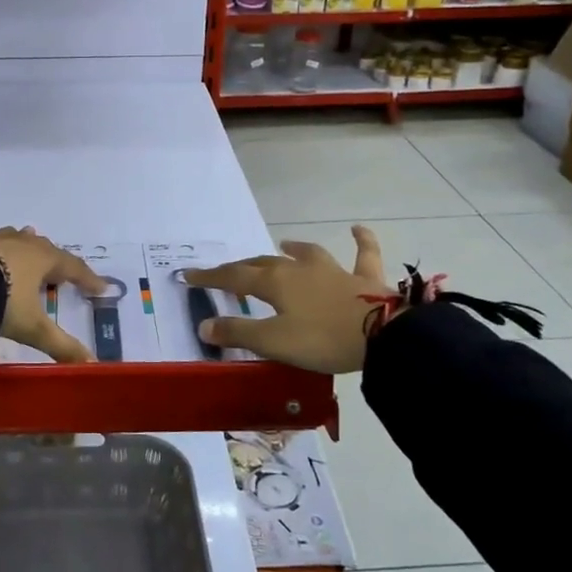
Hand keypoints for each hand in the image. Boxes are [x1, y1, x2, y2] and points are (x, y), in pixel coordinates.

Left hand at [0, 172, 105, 362]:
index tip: (100, 288)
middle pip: (44, 251)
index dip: (87, 279)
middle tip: (61, 273)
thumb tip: (91, 366)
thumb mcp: (34, 328)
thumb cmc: (1, 304)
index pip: (72, 268)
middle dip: (54, 262)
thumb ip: (62, 346)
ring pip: (14, 236)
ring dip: (24, 240)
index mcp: (43, 261)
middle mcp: (21, 244)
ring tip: (32, 235)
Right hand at [184, 226, 387, 374]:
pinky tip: (357, 229)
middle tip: (228, 272)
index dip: (211, 277)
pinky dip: (361, 241)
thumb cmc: (323, 339)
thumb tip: (204, 324)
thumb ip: (239, 332)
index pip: (234, 277)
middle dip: (243, 266)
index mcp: (275, 283)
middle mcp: (299, 269)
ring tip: (284, 244)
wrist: (383, 335)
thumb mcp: (274, 342)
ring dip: (293, 249)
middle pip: (264, 263)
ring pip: (307, 254)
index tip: (188, 275)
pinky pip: (362, 254)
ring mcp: (333, 271)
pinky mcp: (364, 279)